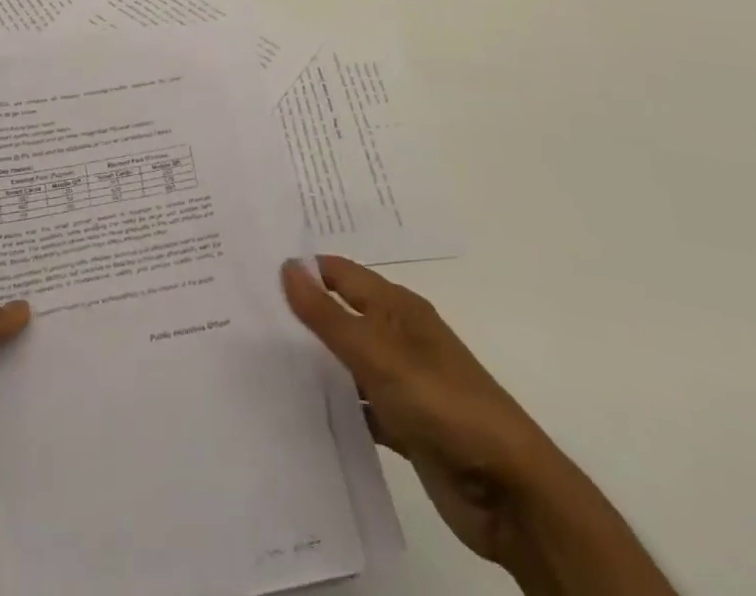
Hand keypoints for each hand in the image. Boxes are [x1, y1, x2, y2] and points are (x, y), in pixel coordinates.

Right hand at [282, 256, 549, 566]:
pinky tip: (300, 412)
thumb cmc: (442, 403)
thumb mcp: (378, 354)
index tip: (254, 271)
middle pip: (341, 314)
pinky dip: (335, 405)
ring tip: (260, 361)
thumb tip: (287, 266)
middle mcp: (398, 336)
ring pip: (347, 361)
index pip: (339, 274)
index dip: (303, 270)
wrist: (510, 490)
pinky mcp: (405, 424)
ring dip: (315, 362)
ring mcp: (402, 382)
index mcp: (397, 308)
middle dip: (302, 313)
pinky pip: (359, 405)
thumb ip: (328, 315)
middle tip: (246, 313)